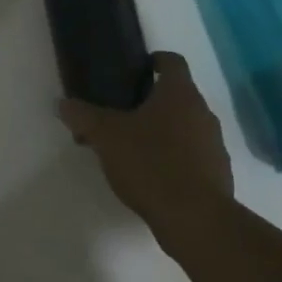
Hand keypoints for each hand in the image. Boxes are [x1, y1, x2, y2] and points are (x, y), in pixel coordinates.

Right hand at [58, 52, 234, 240]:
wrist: (196, 220)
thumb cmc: (151, 164)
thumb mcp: (106, 137)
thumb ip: (83, 116)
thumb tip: (63, 103)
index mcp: (179, 93)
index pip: (172, 61)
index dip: (153, 61)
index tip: (134, 72)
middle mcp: (203, 112)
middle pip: (177, 96)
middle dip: (150, 102)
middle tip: (120, 116)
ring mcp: (215, 144)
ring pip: (186, 126)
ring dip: (163, 132)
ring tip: (132, 151)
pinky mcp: (219, 174)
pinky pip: (193, 155)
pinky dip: (175, 158)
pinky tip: (152, 177)